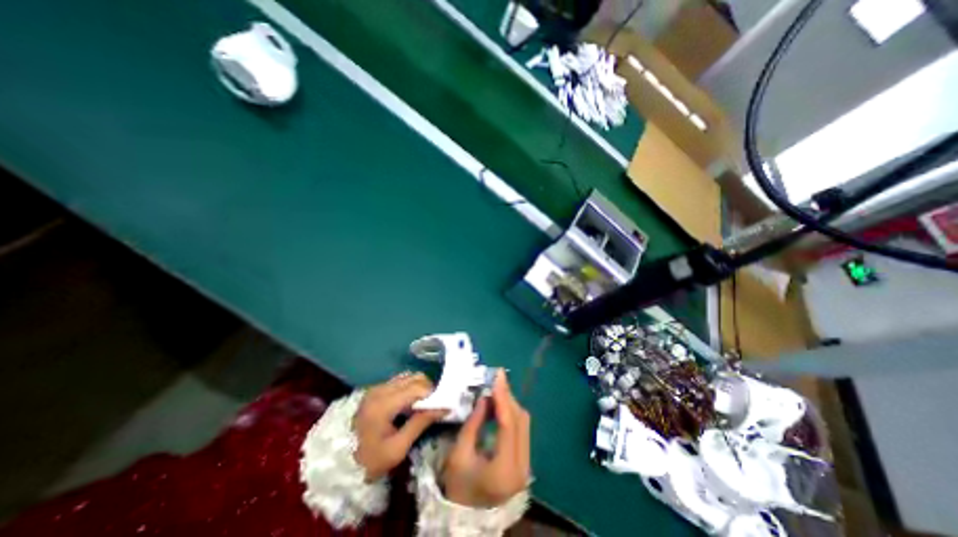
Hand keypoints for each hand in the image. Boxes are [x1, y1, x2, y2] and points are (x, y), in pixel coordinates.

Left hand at [355, 374, 444, 482]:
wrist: (336, 465)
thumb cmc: (368, 461)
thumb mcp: (397, 448)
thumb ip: (420, 423)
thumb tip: (443, 407)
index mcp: (384, 404)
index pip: (418, 388)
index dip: (434, 394)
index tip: (442, 406)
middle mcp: (380, 389)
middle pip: (414, 377)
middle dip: (428, 389)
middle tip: (433, 406)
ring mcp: (376, 388)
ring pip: (407, 377)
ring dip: (419, 387)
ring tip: (423, 405)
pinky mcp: (375, 390)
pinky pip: (399, 381)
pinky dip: (410, 388)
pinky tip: (410, 403)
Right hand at [443, 370, 532, 507]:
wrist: (466, 518)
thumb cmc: (458, 486)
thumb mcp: (459, 453)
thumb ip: (474, 422)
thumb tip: (485, 396)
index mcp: (504, 469)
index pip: (508, 424)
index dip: (503, 397)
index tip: (498, 376)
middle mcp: (522, 467)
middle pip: (520, 421)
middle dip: (507, 397)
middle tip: (495, 380)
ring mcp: (526, 466)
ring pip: (524, 423)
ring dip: (510, 404)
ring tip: (496, 390)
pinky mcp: (524, 462)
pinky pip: (522, 430)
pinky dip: (511, 415)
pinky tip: (500, 406)